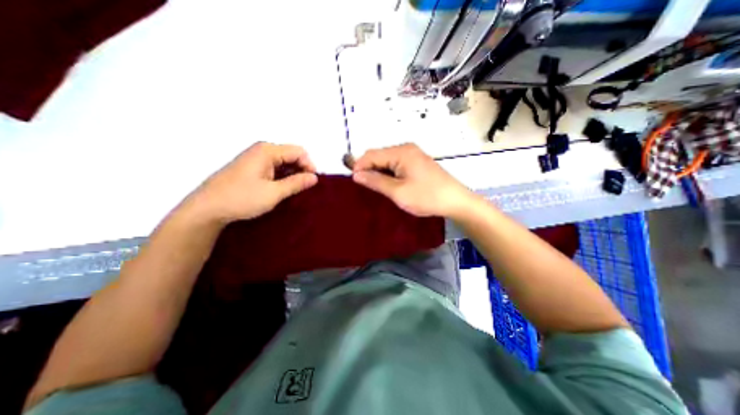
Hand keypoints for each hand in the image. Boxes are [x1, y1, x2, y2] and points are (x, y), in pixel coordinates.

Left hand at [188, 141, 315, 222]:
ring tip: (295, 190)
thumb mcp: (274, 193)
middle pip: (291, 155)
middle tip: (305, 187)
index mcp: (268, 151)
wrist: (207, 208)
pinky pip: (274, 167)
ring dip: (292, 174)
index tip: (313, 182)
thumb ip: (296, 183)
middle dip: (302, 169)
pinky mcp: (252, 167)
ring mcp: (255, 158)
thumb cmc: (242, 198)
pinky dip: (283, 176)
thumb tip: (315, 177)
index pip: (299, 151)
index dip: (309, 165)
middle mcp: (262, 150)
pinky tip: (283, 188)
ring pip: (283, 162)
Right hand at [351, 143, 473, 216]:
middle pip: (379, 156)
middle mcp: (406, 149)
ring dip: (379, 172)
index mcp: (401, 152)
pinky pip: (396, 164)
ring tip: (376, 188)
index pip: (371, 154)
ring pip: (387, 161)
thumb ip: (376, 181)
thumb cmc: (426, 197)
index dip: (359, 167)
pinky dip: (389, 173)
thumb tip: (356, 175)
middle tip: (364, 188)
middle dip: (369, 170)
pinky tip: (389, 185)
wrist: (455, 201)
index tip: (353, 182)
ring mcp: (413, 155)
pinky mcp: (417, 162)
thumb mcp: (398, 192)